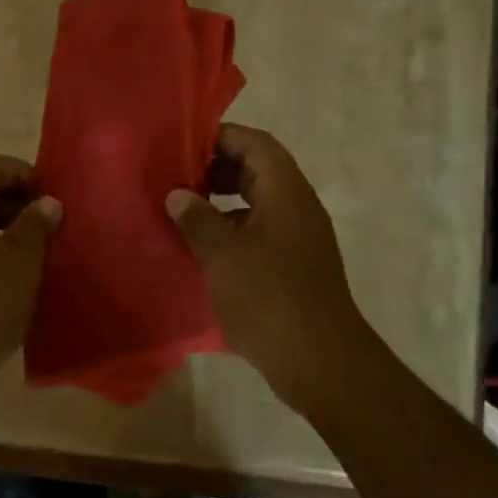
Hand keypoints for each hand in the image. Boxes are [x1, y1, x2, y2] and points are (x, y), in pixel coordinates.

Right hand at [166, 124, 378, 414]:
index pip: (256, 143)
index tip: (184, 144)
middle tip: (178, 178)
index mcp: (286, 192)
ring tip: (184, 212)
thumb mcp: (223, 255)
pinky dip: (233, 231)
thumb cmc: (269, 297)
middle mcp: (297, 207)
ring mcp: (299, 238)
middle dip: (218, 169)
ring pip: (258, 203)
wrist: (319, 361)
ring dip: (223, 202)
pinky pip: (261, 232)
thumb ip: (197, 219)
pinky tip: (204, 249)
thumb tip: (178, 194)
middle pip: (258, 170)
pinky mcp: (295, 267)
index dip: (222, 137)